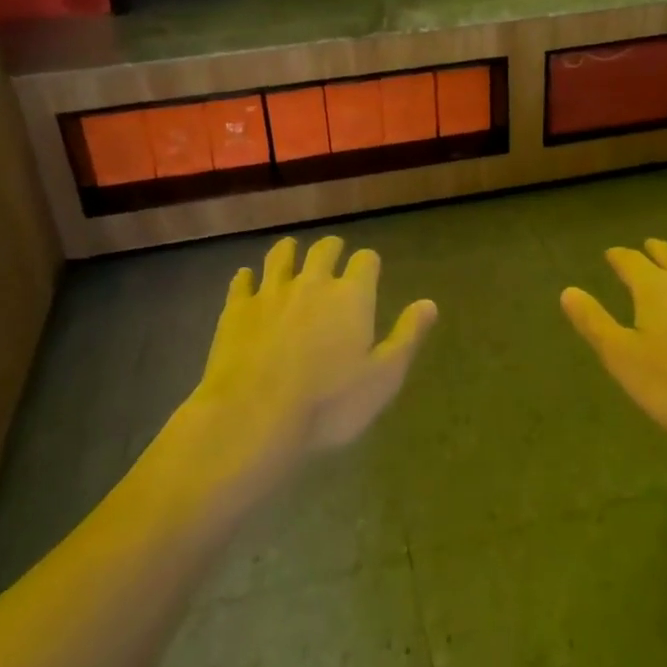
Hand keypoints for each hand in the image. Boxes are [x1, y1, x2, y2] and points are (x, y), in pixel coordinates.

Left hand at [194, 236, 436, 466]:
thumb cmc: (328, 404)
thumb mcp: (383, 378)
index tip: (369, 270)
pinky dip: (247, 277)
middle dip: (332, 249)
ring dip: (289, 251)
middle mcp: (313, 283)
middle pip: (324, 250)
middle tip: (332, 255)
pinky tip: (247, 279)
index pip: (366, 261)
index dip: (369, 263)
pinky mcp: (237, 309)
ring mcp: (271, 292)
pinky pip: (242, 281)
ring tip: (291, 251)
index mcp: (351, 296)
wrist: (254, 417)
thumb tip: (429, 304)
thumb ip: (406, 336)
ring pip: (281, 256)